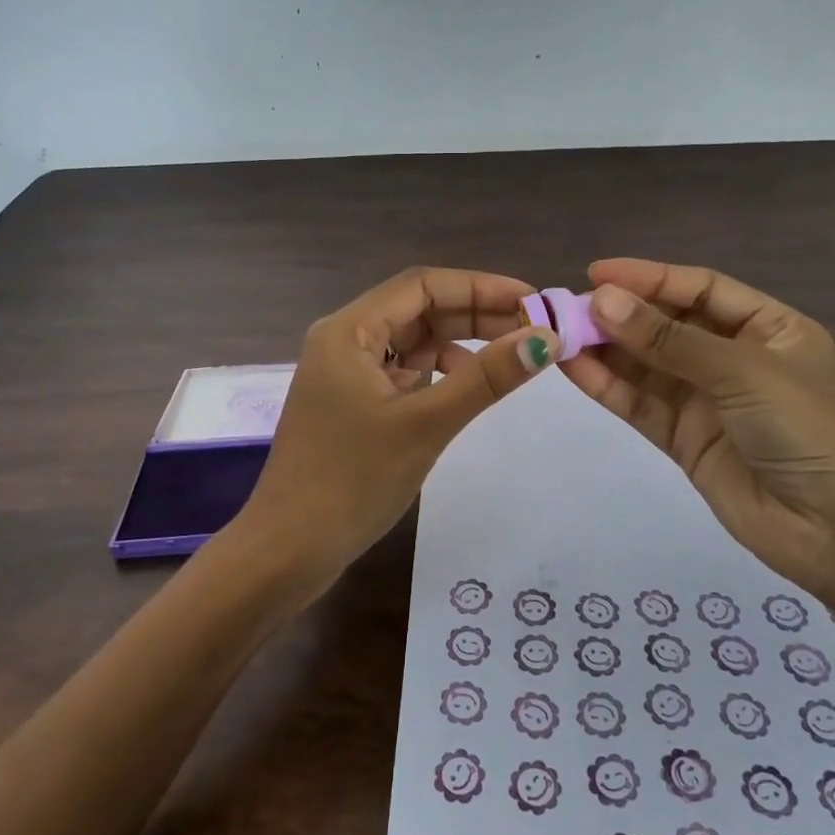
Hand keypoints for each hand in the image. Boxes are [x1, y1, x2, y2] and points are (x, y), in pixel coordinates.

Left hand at [235, 267, 560, 606]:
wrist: (290, 549)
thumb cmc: (353, 481)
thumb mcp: (426, 424)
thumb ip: (486, 378)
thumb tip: (545, 338)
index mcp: (349, 330)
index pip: (422, 285)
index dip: (480, 286)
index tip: (532, 300)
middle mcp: (343, 340)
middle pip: (417, 310)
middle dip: (475, 314)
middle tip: (533, 328)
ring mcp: (344, 373)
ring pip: (411, 341)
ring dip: (459, 342)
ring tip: (510, 355)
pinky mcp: (350, 403)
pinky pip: (401, 371)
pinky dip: (436, 372)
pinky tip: (464, 386)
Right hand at [556, 259, 834, 604]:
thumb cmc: (809, 430)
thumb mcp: (743, 372)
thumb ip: (669, 340)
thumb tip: (601, 300)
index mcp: (767, 328)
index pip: (699, 289)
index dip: (649, 278)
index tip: (596, 272)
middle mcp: (734, 358)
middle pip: (667, 325)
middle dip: (620, 314)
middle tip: (567, 307)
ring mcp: (706, 401)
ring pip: (646, 366)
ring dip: (605, 349)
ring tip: (558, 334)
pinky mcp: (684, 440)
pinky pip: (640, 404)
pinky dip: (608, 386)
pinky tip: (572, 368)